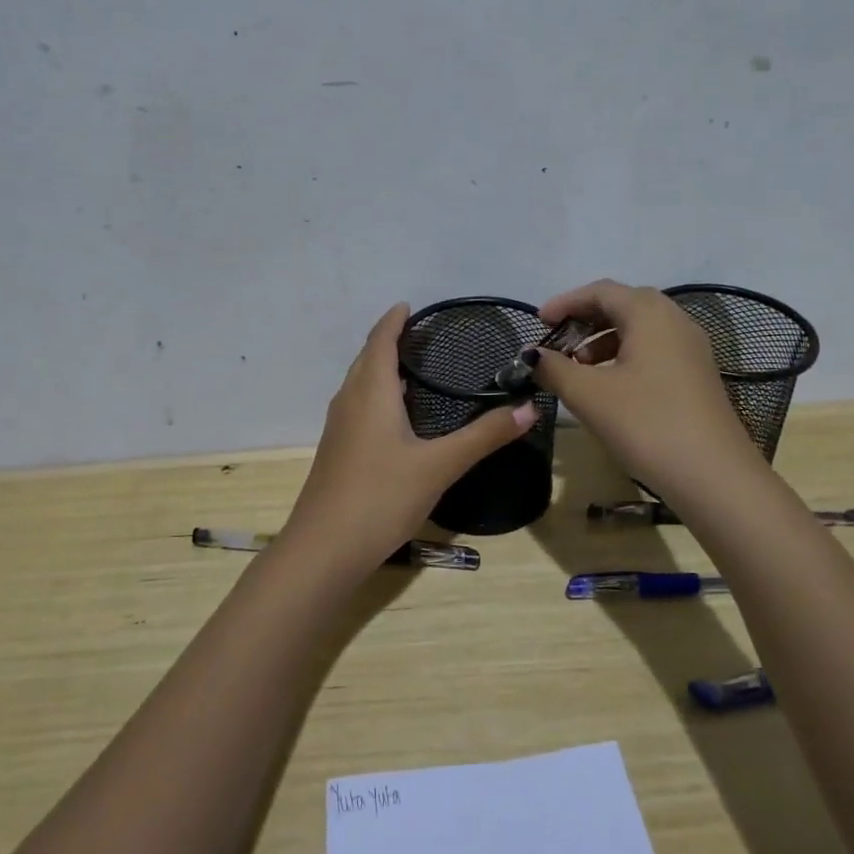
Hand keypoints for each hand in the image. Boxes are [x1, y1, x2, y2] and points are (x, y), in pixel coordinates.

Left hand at [284, 304, 537, 575]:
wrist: (325, 548)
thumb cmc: (381, 496)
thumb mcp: (440, 465)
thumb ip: (484, 436)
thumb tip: (529, 408)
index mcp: (371, 392)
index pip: (380, 341)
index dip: (394, 321)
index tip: (410, 305)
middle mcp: (349, 401)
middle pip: (366, 359)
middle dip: (388, 341)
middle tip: (421, 335)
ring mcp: (339, 428)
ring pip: (359, 384)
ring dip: (380, 368)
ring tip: (412, 368)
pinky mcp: (337, 452)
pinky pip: (357, 406)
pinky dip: (375, 395)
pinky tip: (395, 417)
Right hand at [531, 279, 750, 491]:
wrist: (714, 477)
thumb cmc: (647, 424)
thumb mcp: (589, 395)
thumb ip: (554, 368)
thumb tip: (531, 355)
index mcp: (650, 313)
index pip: (600, 291)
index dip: (565, 303)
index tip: (538, 323)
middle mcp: (674, 320)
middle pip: (622, 306)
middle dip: (584, 321)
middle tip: (555, 343)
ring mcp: (690, 349)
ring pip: (638, 330)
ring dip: (602, 341)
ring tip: (577, 369)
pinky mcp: (696, 375)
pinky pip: (653, 351)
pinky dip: (624, 358)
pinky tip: (608, 388)